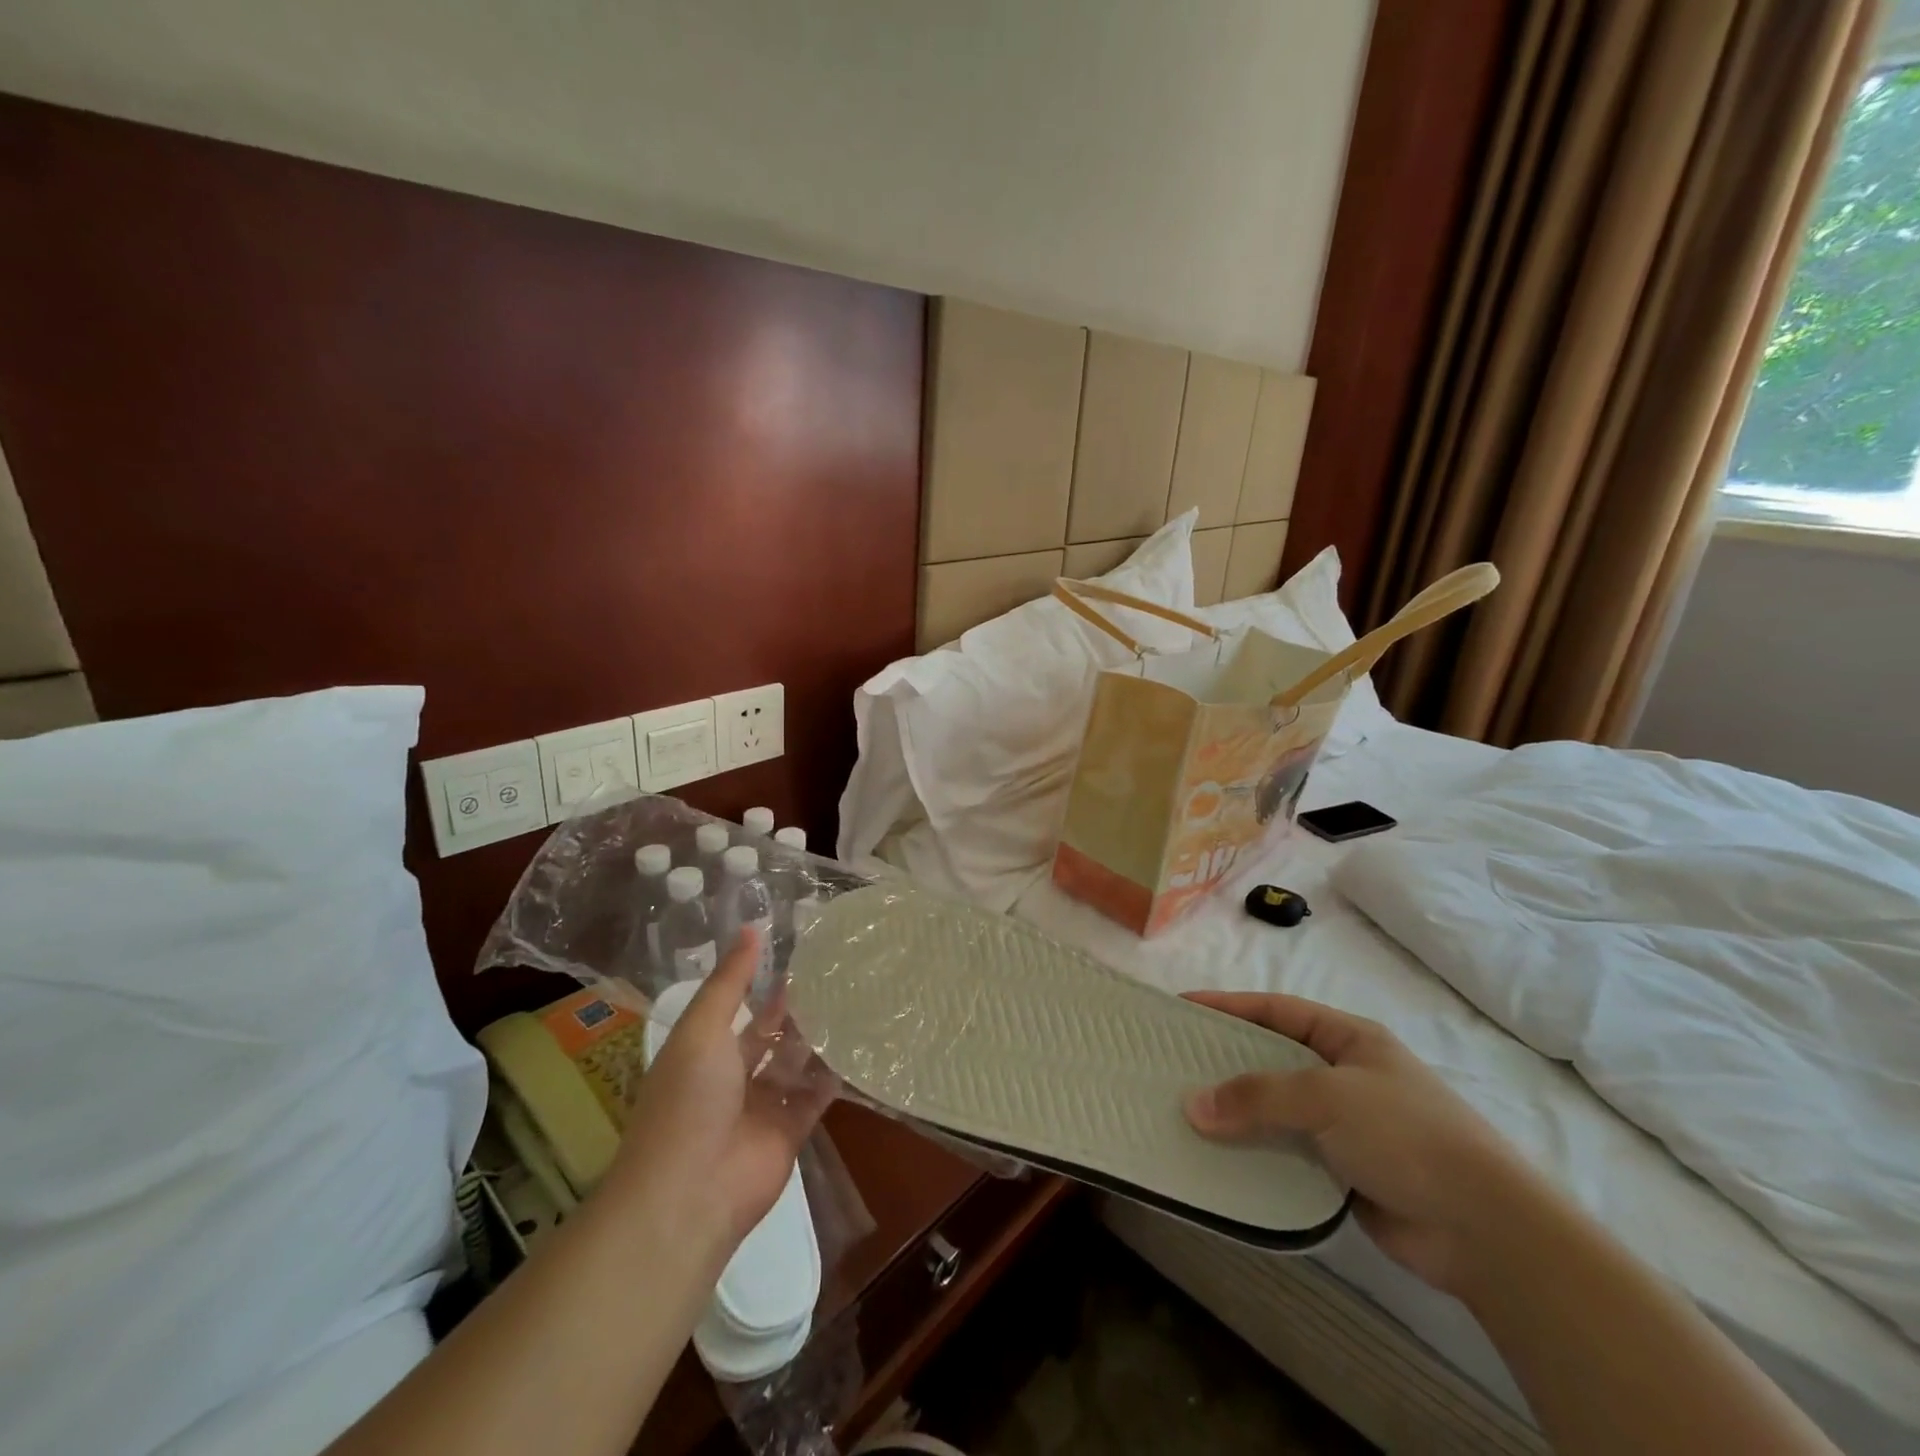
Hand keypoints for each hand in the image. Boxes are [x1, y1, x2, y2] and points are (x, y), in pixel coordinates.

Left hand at [610, 930, 837, 1257]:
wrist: (689, 1194)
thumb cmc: (687, 1100)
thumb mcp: (702, 1028)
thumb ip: (730, 981)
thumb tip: (751, 927)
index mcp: (704, 1049)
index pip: (738, 1005)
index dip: (763, 980)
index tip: (800, 950)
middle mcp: (732, 1075)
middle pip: (770, 1033)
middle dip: (797, 1007)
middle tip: (838, 971)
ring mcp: (762, 1104)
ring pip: (795, 1061)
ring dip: (818, 1036)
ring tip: (856, 998)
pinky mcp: (790, 1129)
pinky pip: (816, 1094)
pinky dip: (834, 1072)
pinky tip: (860, 1042)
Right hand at [1182, 992, 1530, 1294]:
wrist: (1486, 1230)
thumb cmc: (1406, 1134)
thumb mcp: (1327, 1097)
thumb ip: (1258, 1096)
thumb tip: (1192, 1105)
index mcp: (1348, 1038)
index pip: (1275, 1010)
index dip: (1228, 1005)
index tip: (1182, 1006)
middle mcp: (1345, 1075)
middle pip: (1272, 1058)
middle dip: (1225, 1061)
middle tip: (1174, 1062)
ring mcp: (1346, 1124)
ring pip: (1276, 1109)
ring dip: (1238, 1112)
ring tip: (1186, 1112)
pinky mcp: (1344, 1170)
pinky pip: (1287, 1152)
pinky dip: (1256, 1152)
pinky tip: (1221, 1157)